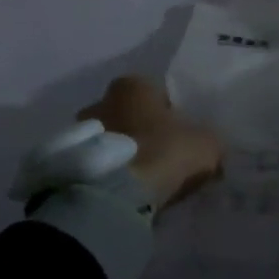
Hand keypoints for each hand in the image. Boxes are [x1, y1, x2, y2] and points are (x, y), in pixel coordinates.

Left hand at [79, 76, 223, 210]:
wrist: (115, 194)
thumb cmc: (164, 152)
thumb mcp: (206, 144)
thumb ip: (209, 140)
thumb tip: (210, 147)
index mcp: (133, 84)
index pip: (157, 94)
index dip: (172, 116)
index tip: (181, 139)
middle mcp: (100, 99)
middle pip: (130, 116)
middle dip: (143, 133)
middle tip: (162, 160)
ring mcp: (79, 131)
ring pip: (111, 140)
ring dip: (124, 155)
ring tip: (142, 181)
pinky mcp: (68, 161)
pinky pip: (97, 163)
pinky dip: (109, 173)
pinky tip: (125, 192)